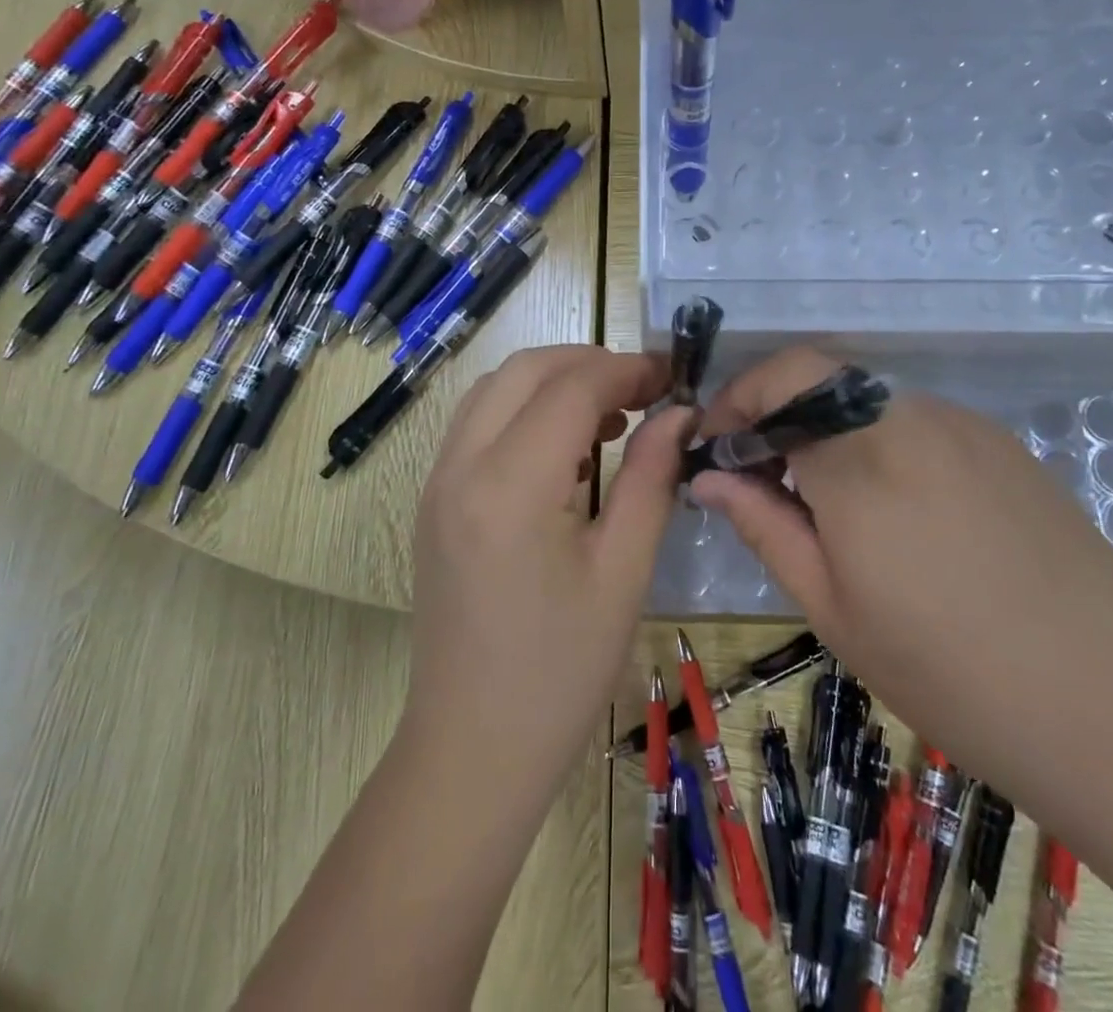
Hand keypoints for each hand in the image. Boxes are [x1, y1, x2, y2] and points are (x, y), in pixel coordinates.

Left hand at [399, 345, 692, 798]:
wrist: (472, 749)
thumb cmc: (561, 673)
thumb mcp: (623, 573)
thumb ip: (652, 478)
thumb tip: (679, 414)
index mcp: (510, 486)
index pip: (571, 388)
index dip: (626, 370)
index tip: (671, 377)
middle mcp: (460, 467)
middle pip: (524, 370)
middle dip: (588, 363)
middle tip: (643, 391)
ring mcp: (437, 482)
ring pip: (494, 390)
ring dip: (552, 384)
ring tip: (610, 420)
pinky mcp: (433, 501)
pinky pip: (477, 425)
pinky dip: (523, 412)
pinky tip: (566, 453)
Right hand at [689, 348, 1112, 811]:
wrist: (1112, 712)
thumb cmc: (947, 673)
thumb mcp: (831, 607)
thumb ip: (762, 524)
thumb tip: (706, 476)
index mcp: (861, 459)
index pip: (779, 380)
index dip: (737, 402)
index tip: (717, 448)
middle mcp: (912, 420)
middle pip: (821, 380)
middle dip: (777, 415)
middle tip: (762, 478)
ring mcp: (965, 427)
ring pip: (867, 401)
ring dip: (828, 430)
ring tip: (826, 501)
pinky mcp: (1003, 445)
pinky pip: (917, 423)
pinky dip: (879, 443)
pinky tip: (896, 510)